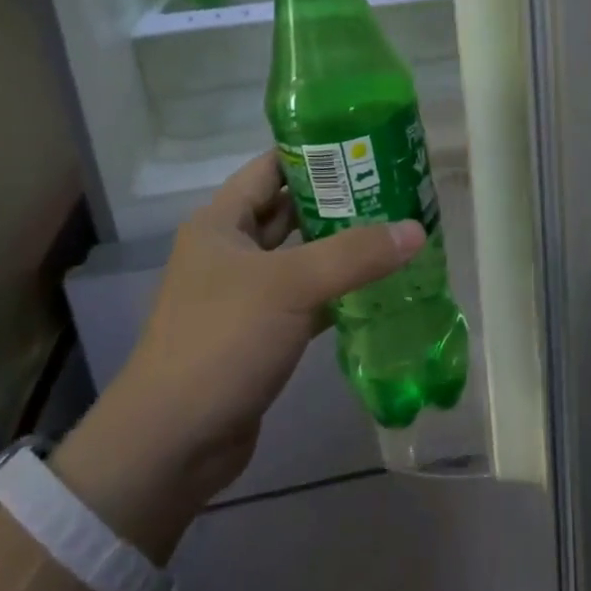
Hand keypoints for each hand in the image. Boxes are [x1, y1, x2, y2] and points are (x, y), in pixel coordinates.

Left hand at [55, 152, 421, 551]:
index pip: (271, 168)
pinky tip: (380, 287)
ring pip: (302, 257)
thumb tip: (417, 229)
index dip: (314, 153)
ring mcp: (245, 295)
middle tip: (394, 188)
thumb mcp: (290, 286)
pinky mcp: (261, 334)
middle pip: (291, 211)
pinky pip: (307, 299)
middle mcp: (231, 251)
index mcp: (222, 223)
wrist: (173, 444)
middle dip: (339, 200)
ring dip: (342, 248)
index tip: (366, 146)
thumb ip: (355, 255)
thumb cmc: (221, 341)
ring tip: (395, 231)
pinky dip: (339, 292)